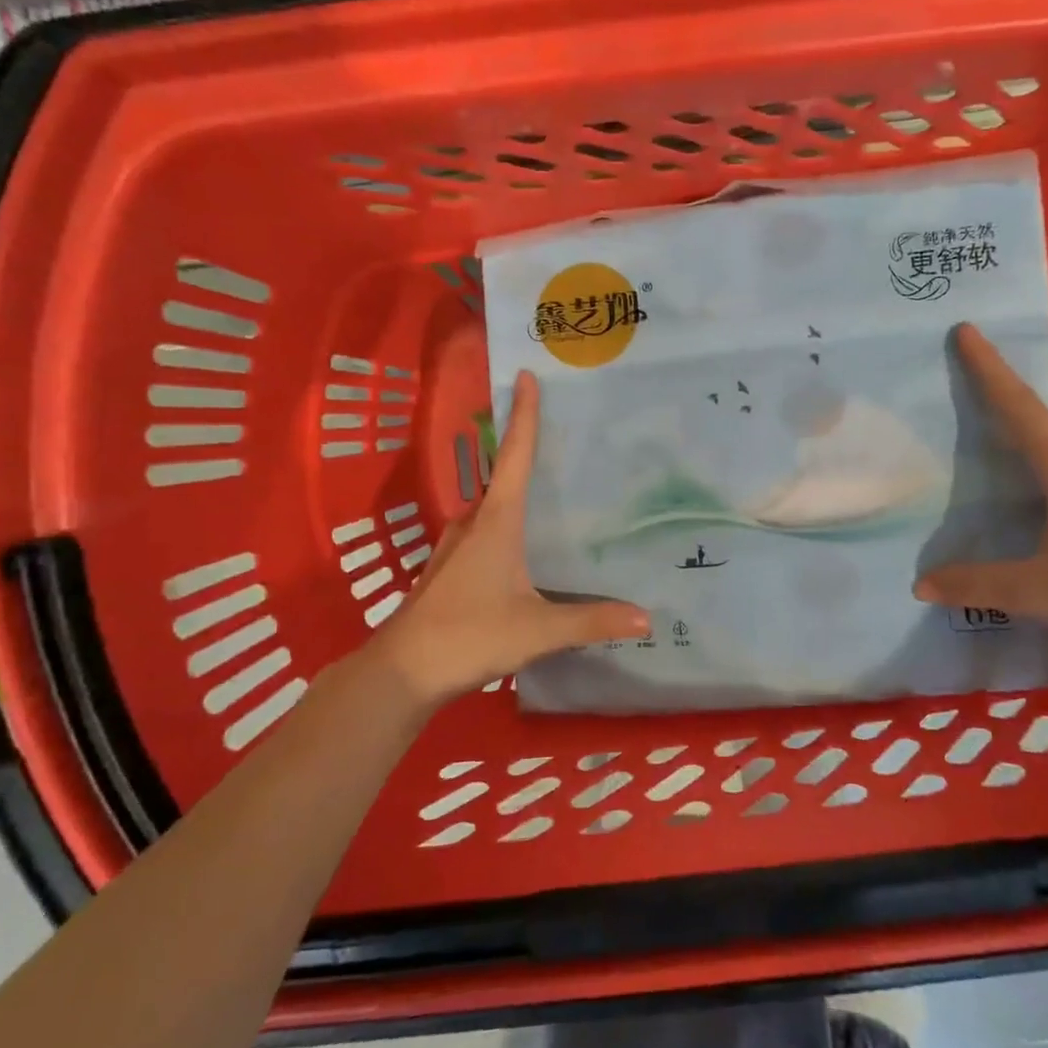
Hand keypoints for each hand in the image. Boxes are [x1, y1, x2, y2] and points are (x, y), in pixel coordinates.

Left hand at [363, 370, 650, 704]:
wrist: (401, 671)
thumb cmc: (469, 635)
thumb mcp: (538, 629)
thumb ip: (591, 621)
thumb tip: (647, 618)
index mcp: (496, 522)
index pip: (514, 456)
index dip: (524, 416)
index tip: (526, 376)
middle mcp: (473, 523)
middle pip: (502, 476)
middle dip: (526, 452)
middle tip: (563, 438)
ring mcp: (455, 546)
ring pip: (491, 508)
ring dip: (515, 493)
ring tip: (551, 493)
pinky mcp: (448, 569)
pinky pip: (483, 532)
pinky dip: (505, 525)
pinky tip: (523, 548)